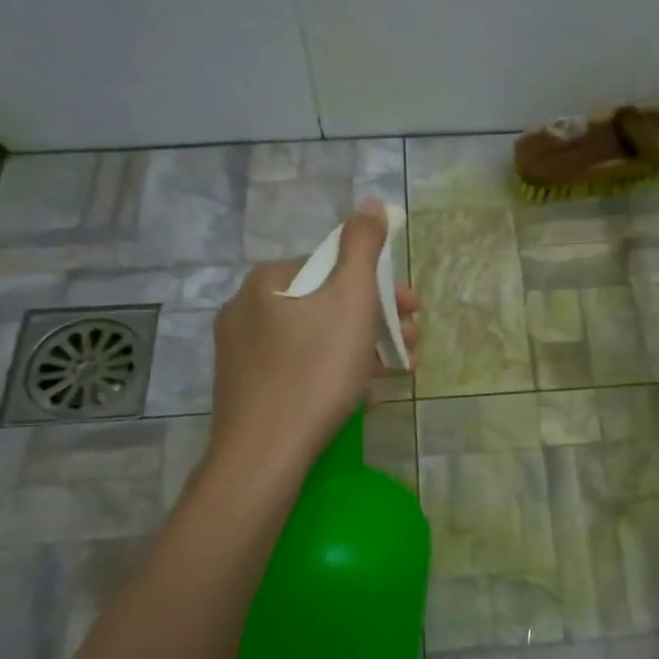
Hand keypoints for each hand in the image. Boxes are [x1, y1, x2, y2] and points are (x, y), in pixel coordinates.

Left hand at [205, 201, 420, 473]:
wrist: (265, 454)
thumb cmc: (316, 370)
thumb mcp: (351, 300)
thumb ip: (363, 248)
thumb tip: (370, 205)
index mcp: (269, 281)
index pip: (335, 266)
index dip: (383, 286)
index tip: (415, 310)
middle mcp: (247, 310)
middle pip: (328, 305)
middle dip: (378, 322)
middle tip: (413, 345)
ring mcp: (242, 354)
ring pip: (317, 340)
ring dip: (364, 350)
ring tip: (398, 374)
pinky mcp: (247, 391)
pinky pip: (301, 371)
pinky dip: (336, 376)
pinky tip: (363, 399)